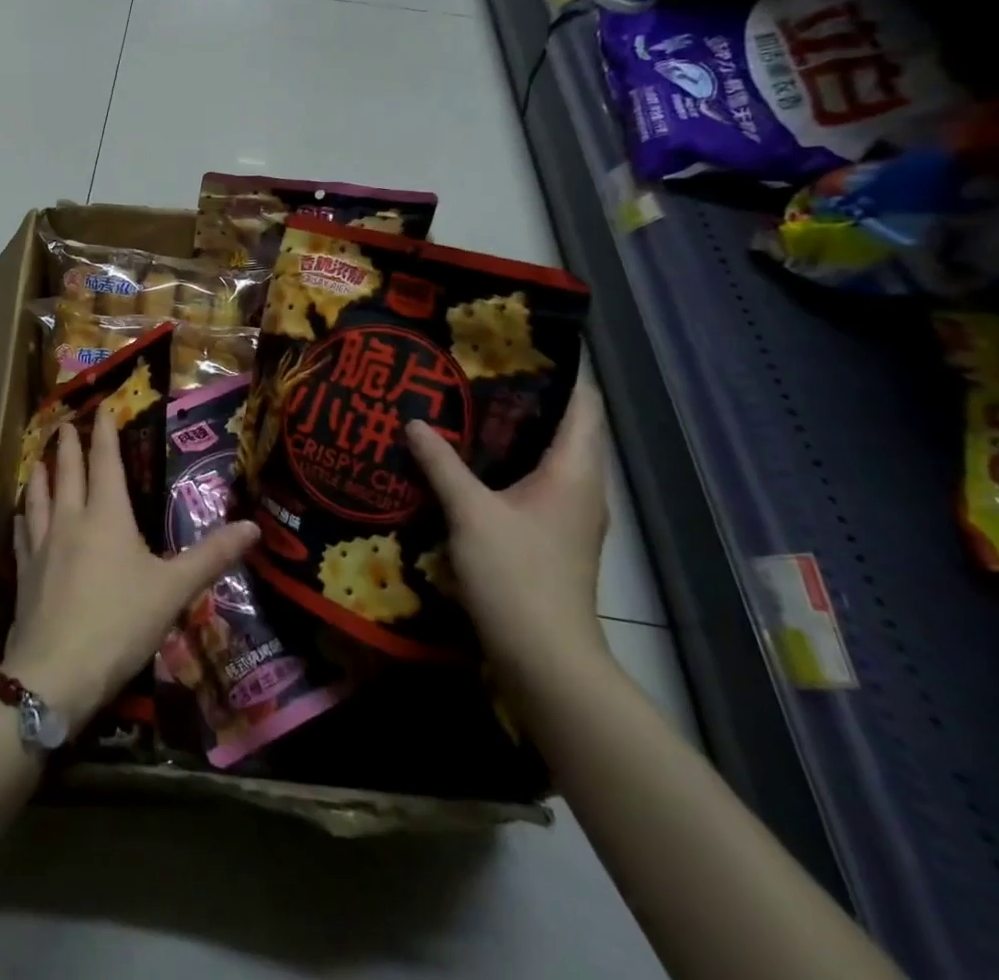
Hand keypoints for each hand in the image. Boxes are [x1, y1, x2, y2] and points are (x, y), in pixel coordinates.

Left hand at [3, 406, 258, 733]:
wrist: (54, 674)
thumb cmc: (120, 624)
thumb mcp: (174, 590)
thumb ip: (212, 556)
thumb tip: (254, 527)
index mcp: (107, 516)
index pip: (106, 462)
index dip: (105, 432)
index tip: (102, 406)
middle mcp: (71, 520)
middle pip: (68, 472)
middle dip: (70, 446)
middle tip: (66, 424)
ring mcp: (42, 546)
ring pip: (38, 497)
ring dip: (41, 474)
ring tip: (41, 459)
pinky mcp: (24, 573)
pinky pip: (22, 533)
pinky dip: (24, 516)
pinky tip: (22, 515)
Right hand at [404, 379, 609, 684]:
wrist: (545, 657)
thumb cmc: (517, 575)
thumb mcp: (470, 512)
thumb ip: (441, 463)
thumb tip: (414, 421)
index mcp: (575, 470)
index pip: (584, 402)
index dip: (562, 369)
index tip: (520, 341)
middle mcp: (582, 486)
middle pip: (565, 424)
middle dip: (527, 394)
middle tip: (477, 366)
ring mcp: (570, 513)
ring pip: (549, 454)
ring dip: (515, 429)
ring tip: (466, 402)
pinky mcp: (552, 534)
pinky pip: (536, 480)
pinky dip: (508, 460)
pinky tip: (469, 458)